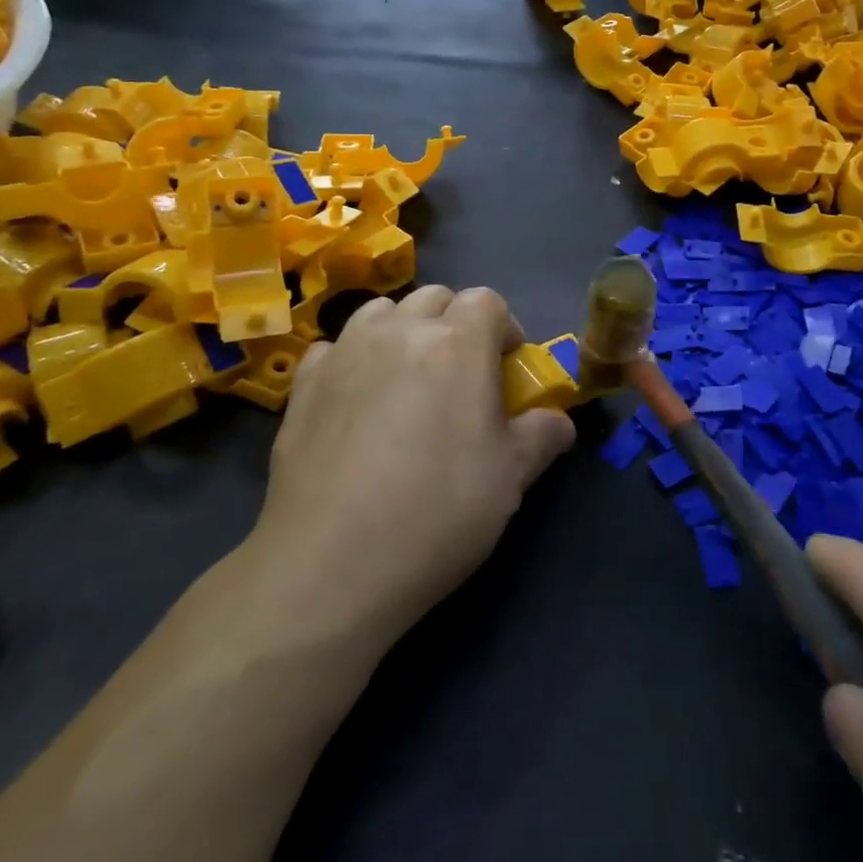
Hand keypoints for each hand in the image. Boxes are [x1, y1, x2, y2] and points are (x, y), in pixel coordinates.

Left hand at [240, 285, 575, 656]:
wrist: (331, 563)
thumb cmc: (437, 512)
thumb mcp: (511, 478)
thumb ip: (543, 435)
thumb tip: (558, 420)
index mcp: (458, 343)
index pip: (487, 301)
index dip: (503, 328)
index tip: (506, 368)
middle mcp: (400, 330)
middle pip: (435, 298)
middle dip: (455, 323)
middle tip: (460, 374)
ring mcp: (346, 351)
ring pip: (382, 312)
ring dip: (403, 330)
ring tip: (406, 379)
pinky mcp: (304, 382)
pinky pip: (336, 347)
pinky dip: (353, 359)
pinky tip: (355, 401)